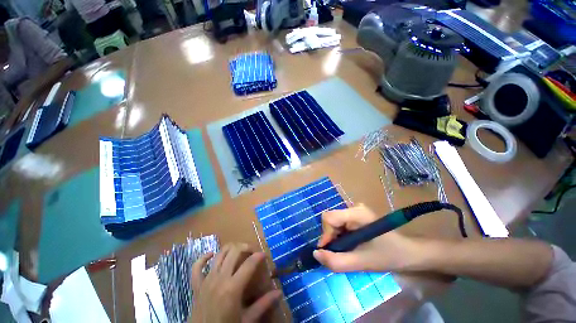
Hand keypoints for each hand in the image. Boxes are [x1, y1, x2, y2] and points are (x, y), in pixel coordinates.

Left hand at [190, 243, 281, 322]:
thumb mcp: (247, 320)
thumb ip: (263, 304)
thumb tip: (279, 292)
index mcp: (232, 288)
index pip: (249, 264)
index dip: (258, 256)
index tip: (264, 255)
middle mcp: (219, 279)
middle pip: (234, 252)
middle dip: (245, 247)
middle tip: (252, 251)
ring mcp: (206, 280)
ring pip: (219, 254)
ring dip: (230, 248)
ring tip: (239, 250)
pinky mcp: (196, 285)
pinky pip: (196, 267)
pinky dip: (204, 257)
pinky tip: (212, 254)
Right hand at [313, 204, 422, 272]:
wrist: (409, 253)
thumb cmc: (388, 256)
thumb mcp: (361, 262)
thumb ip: (336, 261)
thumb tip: (315, 254)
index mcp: (356, 213)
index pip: (329, 217)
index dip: (325, 234)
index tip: (328, 251)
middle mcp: (354, 207)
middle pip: (331, 219)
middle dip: (330, 237)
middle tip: (338, 253)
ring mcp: (356, 210)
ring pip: (335, 221)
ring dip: (335, 237)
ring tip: (346, 250)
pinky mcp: (358, 215)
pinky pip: (341, 223)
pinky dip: (340, 235)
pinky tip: (349, 244)